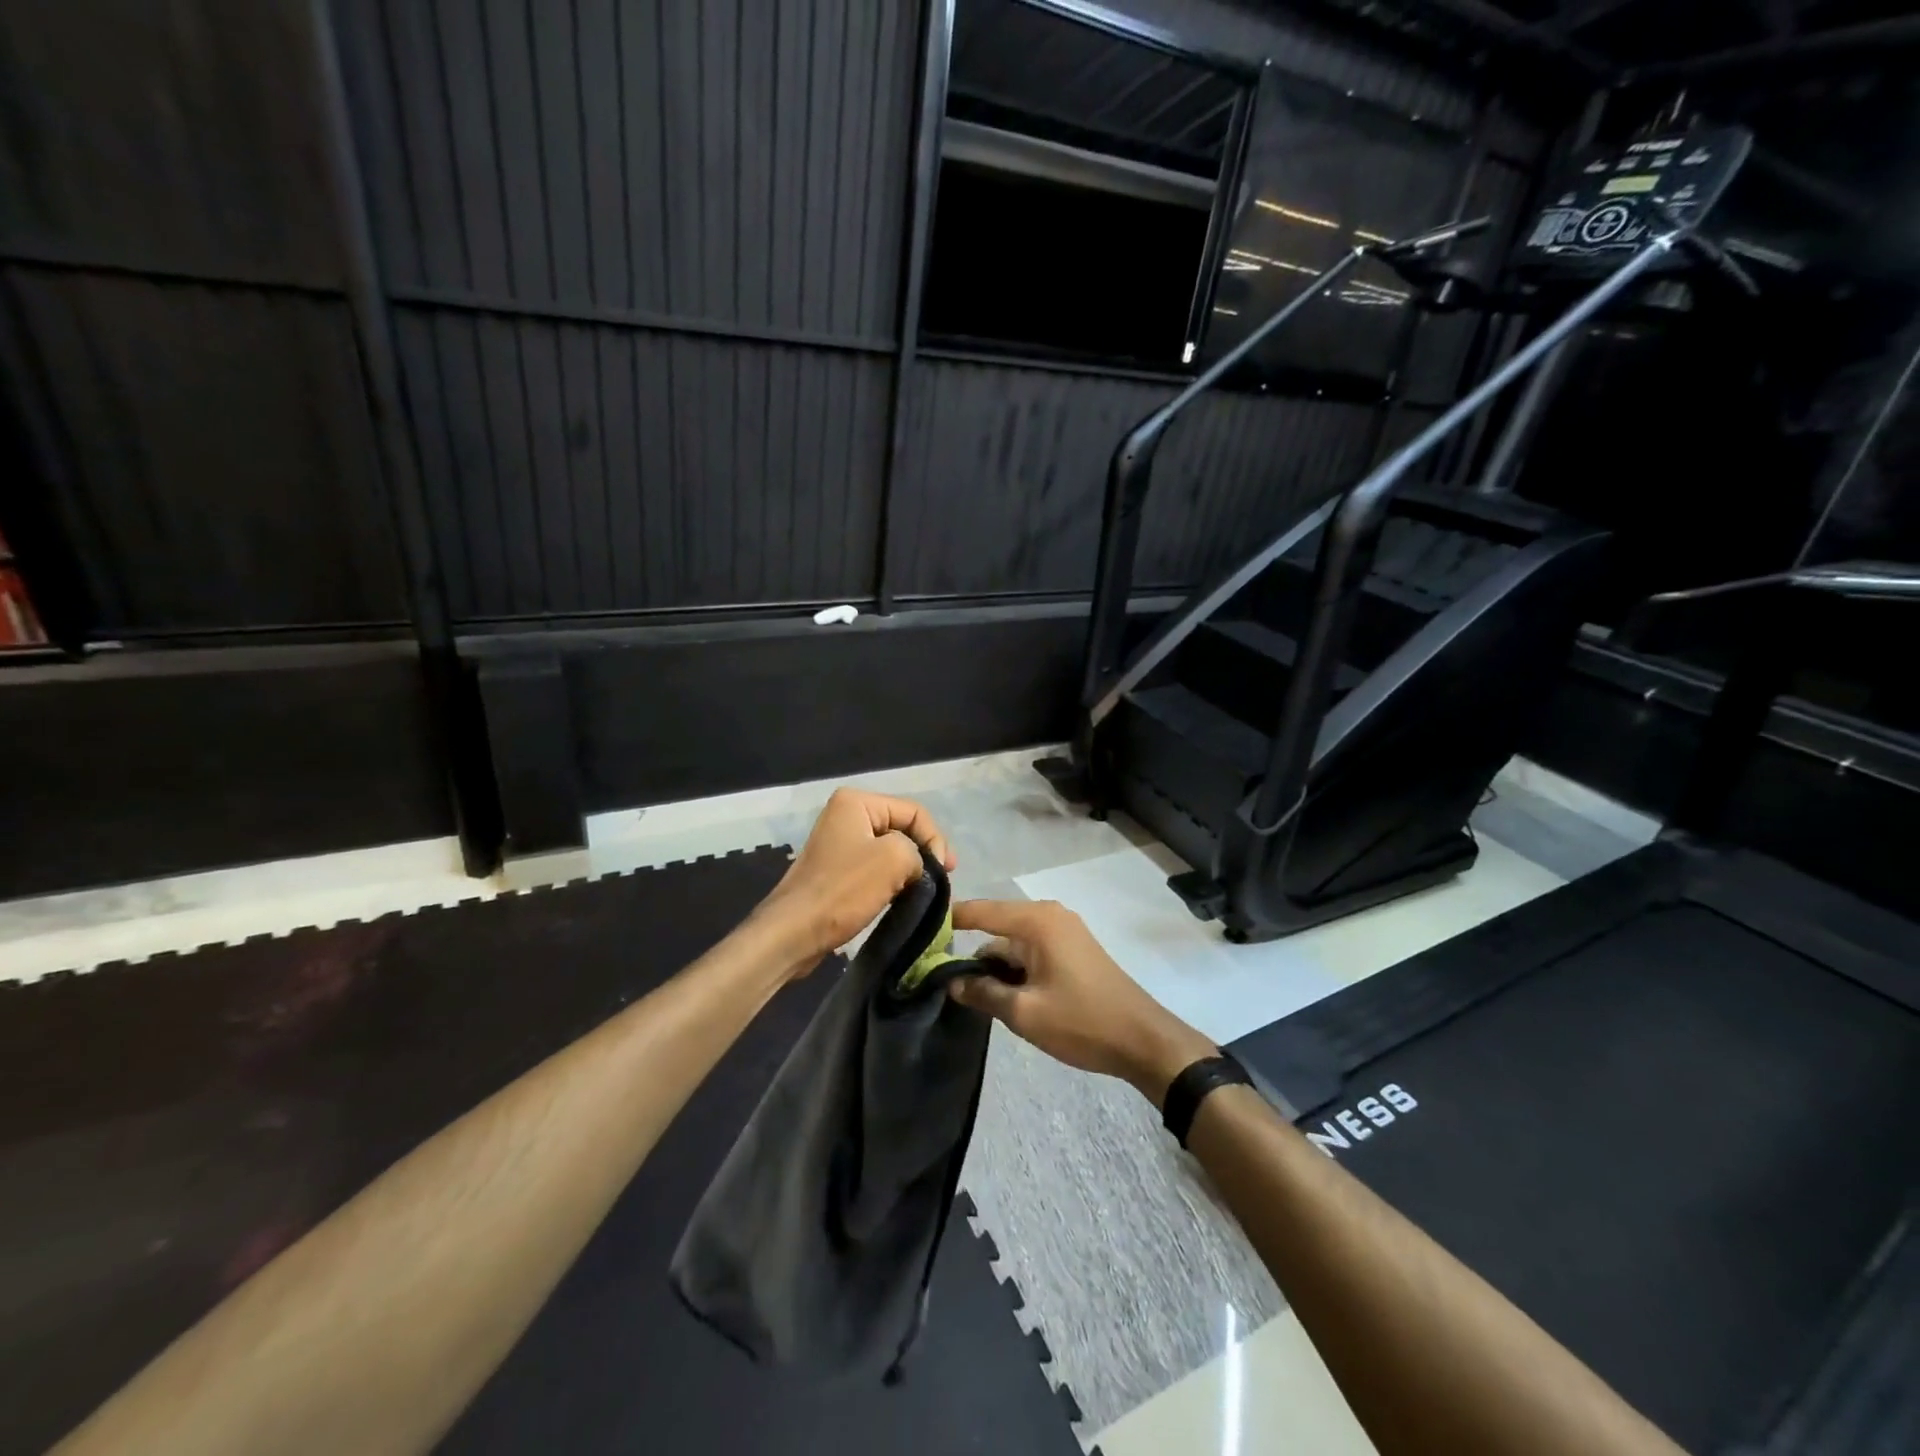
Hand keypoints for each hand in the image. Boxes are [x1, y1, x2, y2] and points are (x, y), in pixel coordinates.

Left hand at [756, 789, 955, 967]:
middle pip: (902, 828)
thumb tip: (919, 868)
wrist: (794, 932)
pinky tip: (901, 899)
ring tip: (924, 892)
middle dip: (923, 853)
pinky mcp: (837, 871)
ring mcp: (839, 844)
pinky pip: (875, 868)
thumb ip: (919, 851)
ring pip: (890, 851)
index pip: (914, 811)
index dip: (935, 839)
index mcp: (856, 802)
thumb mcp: (894, 858)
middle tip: (940, 881)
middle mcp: (845, 815)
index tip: (946, 871)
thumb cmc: (843, 890)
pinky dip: (892, 882)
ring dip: (909, 870)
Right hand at [948, 900, 1215, 1103]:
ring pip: (1014, 944)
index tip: (918, 935)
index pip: (980, 911)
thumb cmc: (1082, 1021)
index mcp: (1036, 921)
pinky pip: (1033, 951)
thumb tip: (950, 982)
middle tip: (942, 983)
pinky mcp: (1073, 949)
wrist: (1144, 1040)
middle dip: (973, 955)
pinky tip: (1006, 997)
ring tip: (974, 998)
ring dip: (997, 968)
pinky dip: (1017, 970)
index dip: (949, 921)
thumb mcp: (1024, 1012)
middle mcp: (1049, 916)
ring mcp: (1064, 931)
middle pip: (997, 929)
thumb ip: (983, 993)